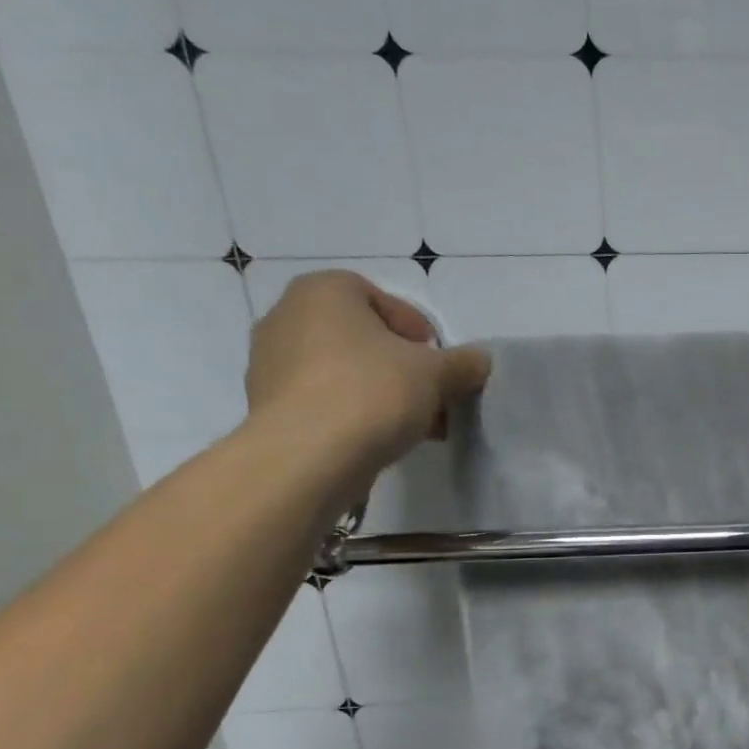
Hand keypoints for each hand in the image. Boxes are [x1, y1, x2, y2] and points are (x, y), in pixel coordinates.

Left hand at [245, 269, 490, 473]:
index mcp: (324, 292)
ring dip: (382, 393)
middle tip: (432, 395)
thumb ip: (463, 363)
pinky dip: (354, 415)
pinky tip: (382, 440)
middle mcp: (288, 317)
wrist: (306, 456)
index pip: (381, 298)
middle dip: (402, 367)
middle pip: (363, 338)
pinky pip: (325, 401)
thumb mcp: (437, 373)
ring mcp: (270, 364)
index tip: (439, 362)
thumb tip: (480, 361)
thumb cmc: (372, 392)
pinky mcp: (269, 407)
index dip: (417, 329)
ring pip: (344, 372)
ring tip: (415, 425)